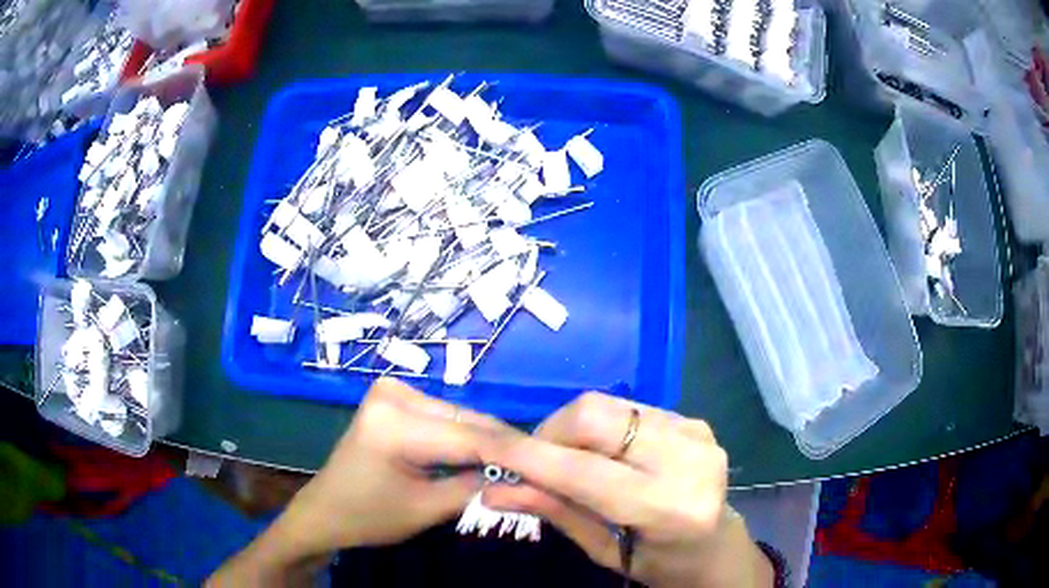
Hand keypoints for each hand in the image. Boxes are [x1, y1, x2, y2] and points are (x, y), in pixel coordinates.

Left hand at [209, 378, 511, 585]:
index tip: (552, 465)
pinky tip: (485, 456)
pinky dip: (466, 438)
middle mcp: (393, 392)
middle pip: (466, 421)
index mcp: (393, 423)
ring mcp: (391, 390)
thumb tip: (526, 475)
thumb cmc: (369, 516)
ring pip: (459, 417)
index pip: (470, 437)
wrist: (325, 510)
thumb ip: (477, 488)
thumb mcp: (427, 509)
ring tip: (519, 464)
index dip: (514, 454)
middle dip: (504, 447)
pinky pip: (444, 418)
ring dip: (488, 442)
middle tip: (541, 467)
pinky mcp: (394, 397)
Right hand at [482, 392, 772, 587]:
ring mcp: (695, 433)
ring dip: (572, 429)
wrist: (715, 545)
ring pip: (607, 405)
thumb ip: (554, 512)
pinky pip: (627, 408)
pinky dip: (599, 427)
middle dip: (550, 433)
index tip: (488, 448)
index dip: (530, 457)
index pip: (584, 473)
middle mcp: (688, 460)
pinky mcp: (693, 420)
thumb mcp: (603, 549)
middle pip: (595, 417)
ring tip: (568, 460)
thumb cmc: (658, 562)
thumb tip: (494, 490)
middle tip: (534, 461)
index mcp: (669, 508)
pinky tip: (602, 453)